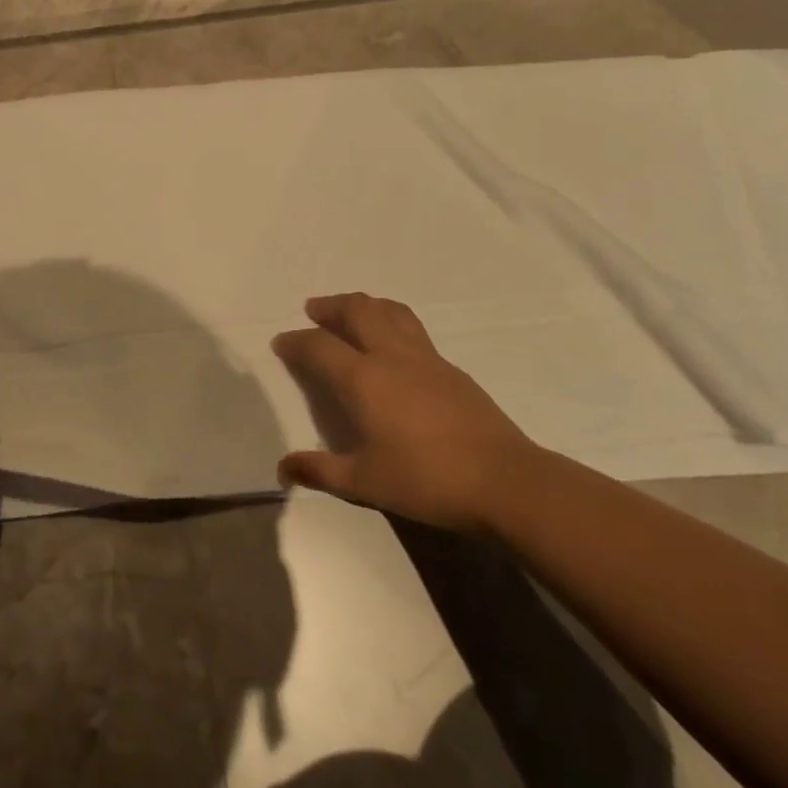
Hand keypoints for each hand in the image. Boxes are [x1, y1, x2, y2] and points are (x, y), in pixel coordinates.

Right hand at [273, 292, 539, 530]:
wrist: (506, 481)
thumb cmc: (427, 480)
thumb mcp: (365, 483)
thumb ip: (320, 471)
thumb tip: (283, 468)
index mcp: (363, 379)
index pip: (319, 346)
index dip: (296, 341)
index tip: (282, 343)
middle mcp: (391, 356)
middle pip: (357, 310)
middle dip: (331, 306)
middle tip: (314, 310)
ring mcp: (426, 358)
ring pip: (390, 311)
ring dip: (364, 305)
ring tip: (352, 313)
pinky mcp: (451, 368)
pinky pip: (412, 329)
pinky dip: (391, 322)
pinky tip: (393, 346)